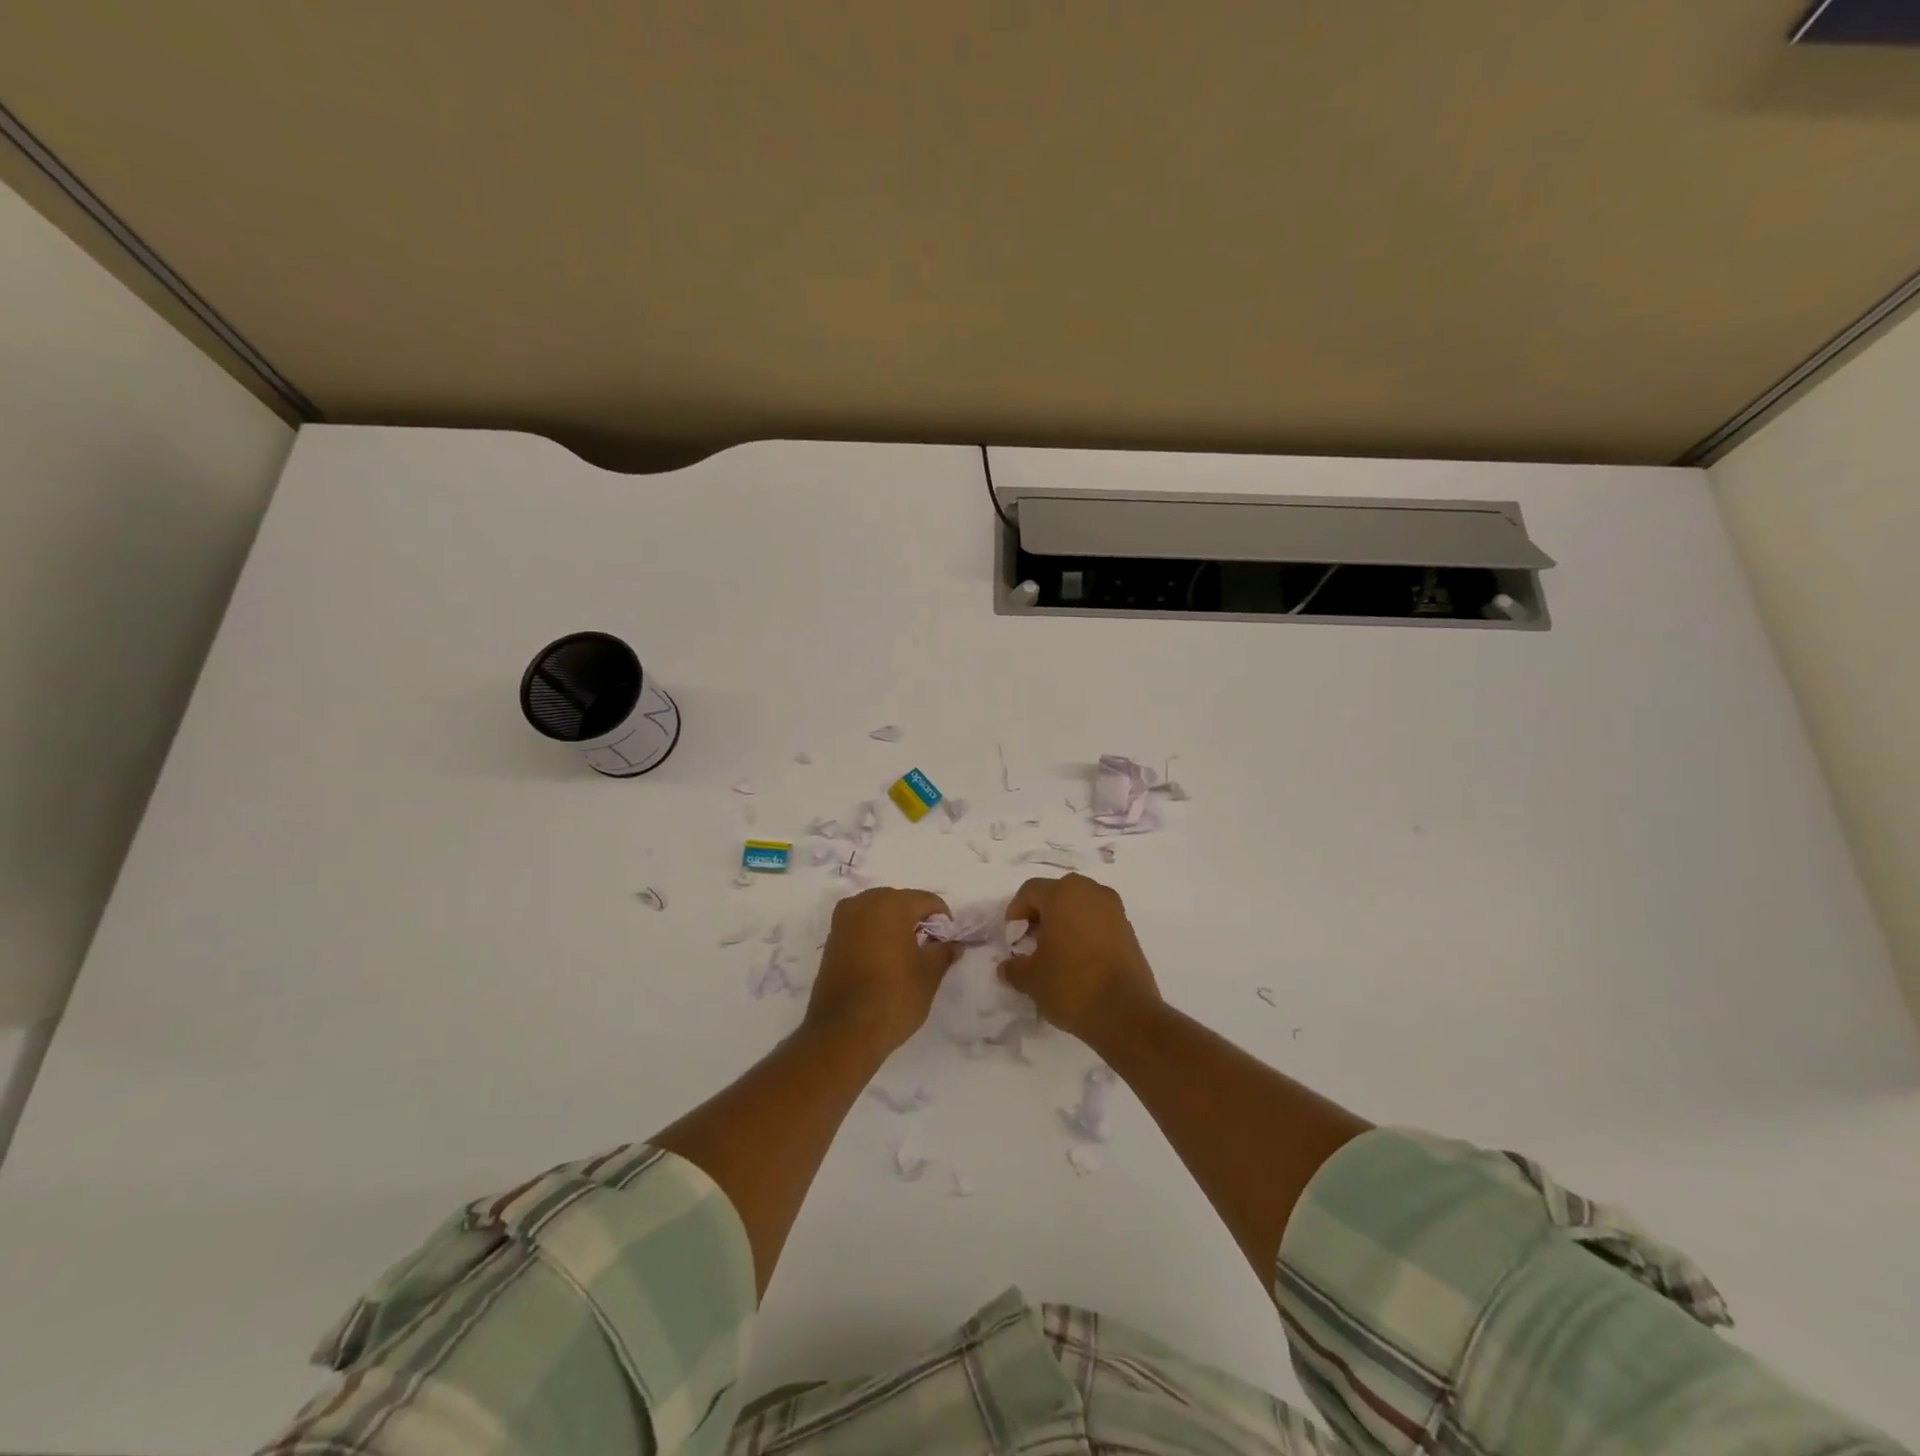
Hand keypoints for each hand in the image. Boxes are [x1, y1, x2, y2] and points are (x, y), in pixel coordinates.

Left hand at [804, 887, 957, 1056]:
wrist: (843, 1033)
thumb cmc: (893, 998)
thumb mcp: (929, 976)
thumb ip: (943, 952)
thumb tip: (952, 944)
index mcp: (891, 904)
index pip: (926, 900)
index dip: (942, 920)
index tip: (947, 944)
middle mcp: (863, 903)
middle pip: (900, 901)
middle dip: (916, 919)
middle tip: (928, 948)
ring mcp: (842, 921)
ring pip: (877, 912)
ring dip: (894, 926)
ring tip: (906, 955)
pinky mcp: (831, 940)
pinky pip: (860, 926)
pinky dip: (874, 935)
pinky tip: (883, 961)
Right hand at [1000, 874, 1161, 1045]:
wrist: (1126, 1013)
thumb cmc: (1071, 985)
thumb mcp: (1031, 979)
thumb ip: (1014, 967)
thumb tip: (1007, 967)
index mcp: (1063, 894)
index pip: (1030, 891)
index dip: (1015, 912)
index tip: (1013, 939)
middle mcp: (1091, 892)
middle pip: (1057, 893)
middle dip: (1041, 914)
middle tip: (1031, 942)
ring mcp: (1114, 910)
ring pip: (1080, 905)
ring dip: (1064, 922)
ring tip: (1055, 952)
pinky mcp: (1129, 930)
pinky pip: (1098, 921)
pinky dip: (1085, 932)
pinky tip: (1078, 959)